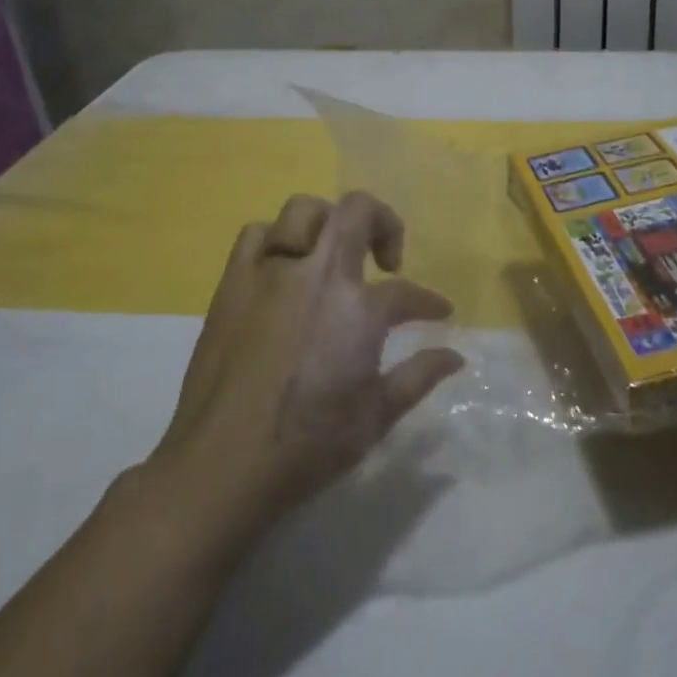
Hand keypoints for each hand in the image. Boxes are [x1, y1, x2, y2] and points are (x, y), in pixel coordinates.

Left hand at [146, 192, 465, 537]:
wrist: (221, 465)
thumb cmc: (307, 445)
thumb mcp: (376, 417)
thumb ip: (419, 376)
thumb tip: (454, 356)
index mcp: (357, 308)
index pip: (405, 292)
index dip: (427, 301)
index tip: (437, 312)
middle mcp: (317, 274)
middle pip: (357, 212)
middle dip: (383, 224)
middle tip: (386, 261)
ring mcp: (271, 272)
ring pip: (303, 211)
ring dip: (329, 224)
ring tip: (333, 255)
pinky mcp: (232, 283)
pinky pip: (256, 235)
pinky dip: (276, 240)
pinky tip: (283, 267)